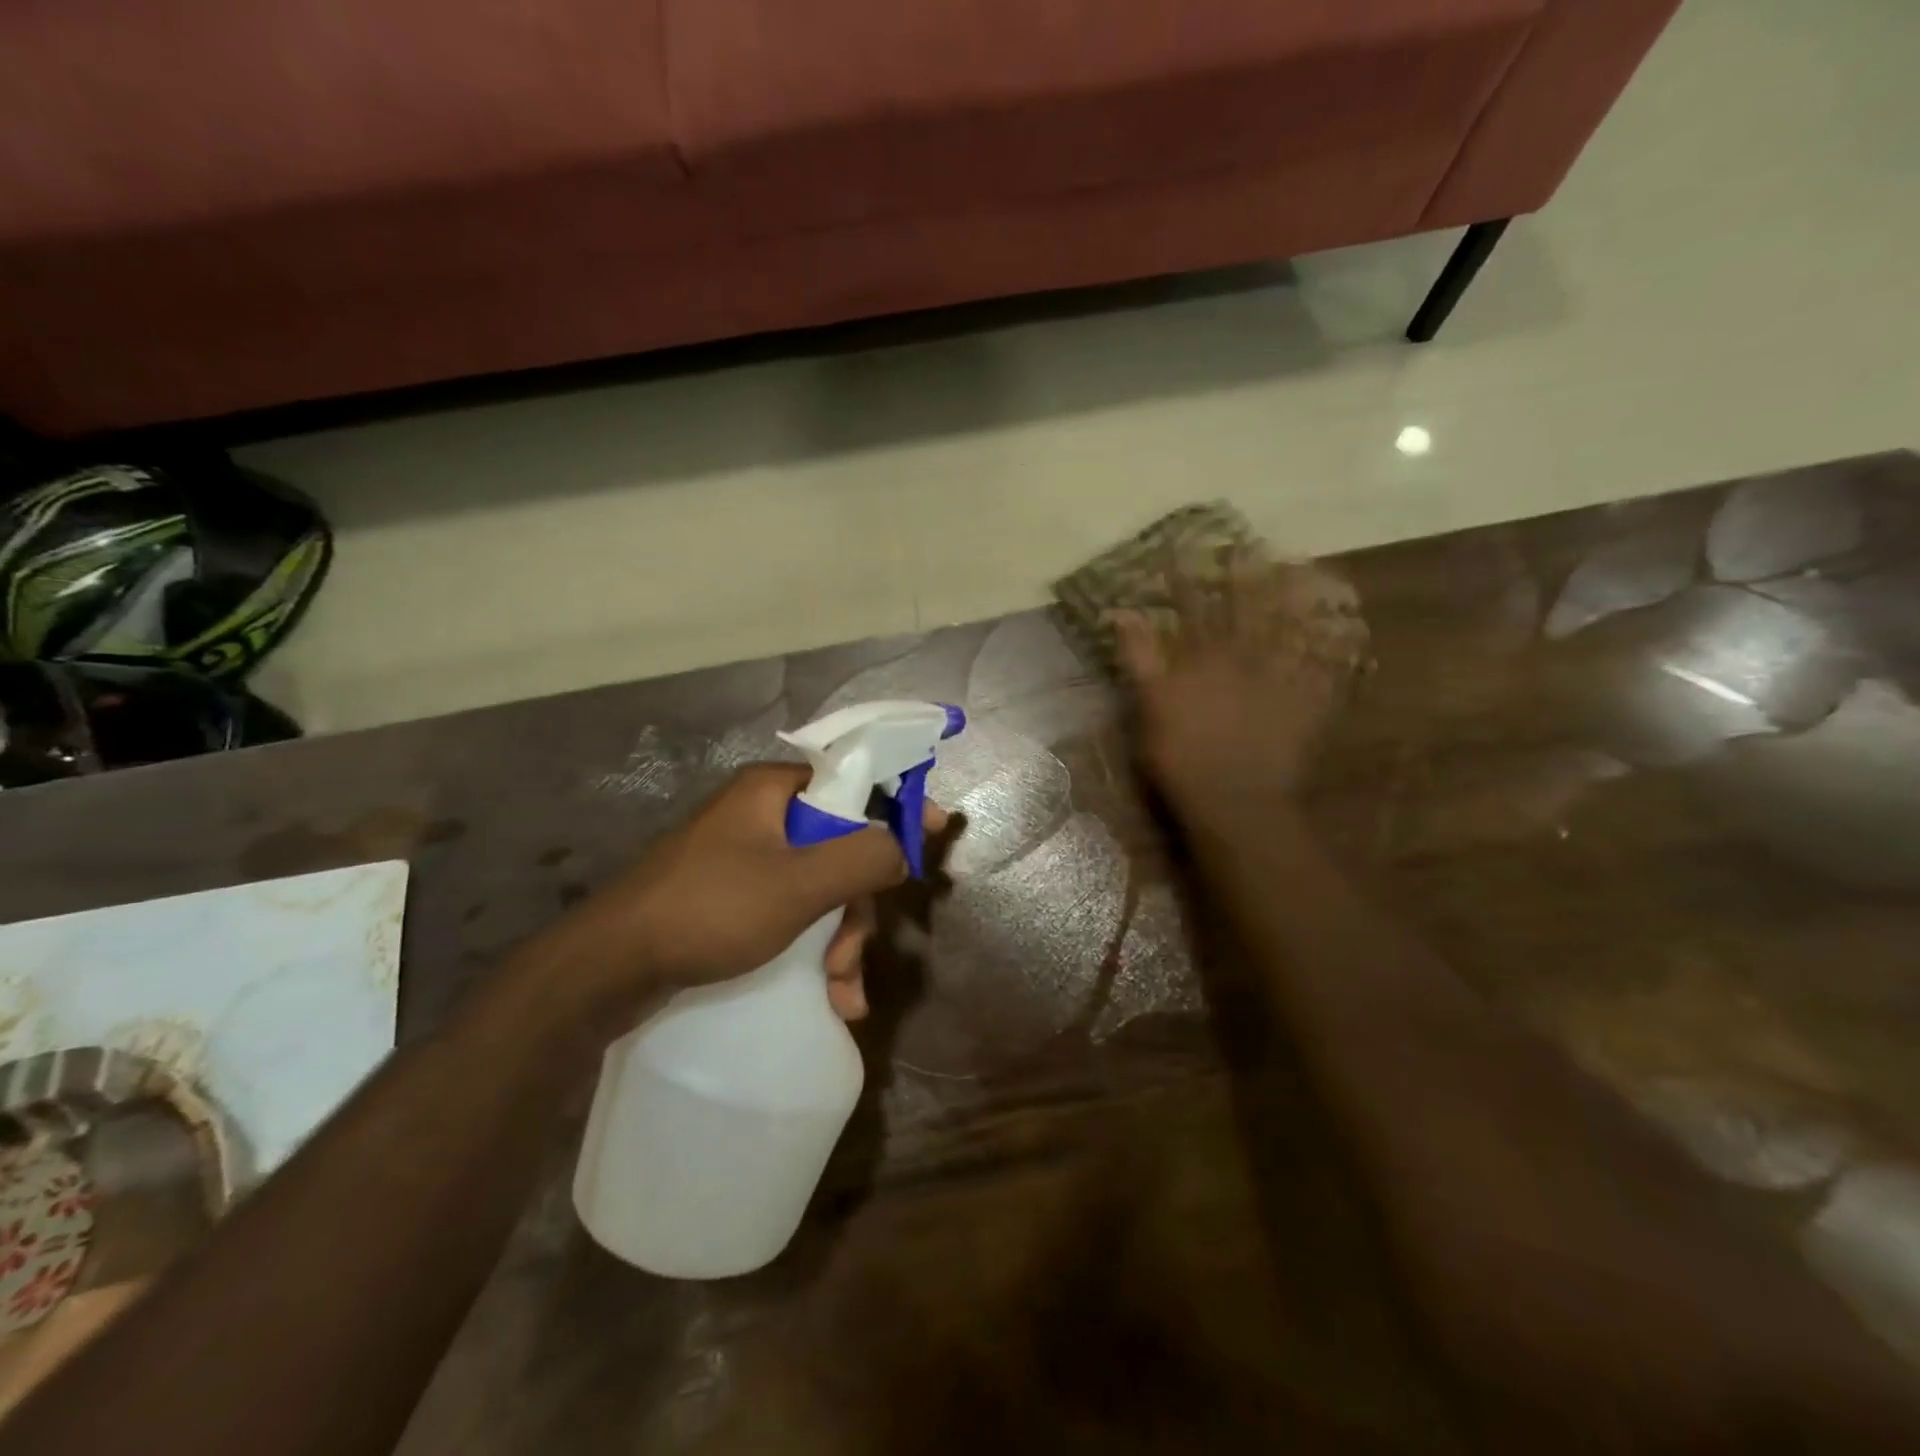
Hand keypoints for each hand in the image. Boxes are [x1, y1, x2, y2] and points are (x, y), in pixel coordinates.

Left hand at [541, 763, 945, 1025]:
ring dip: (839, 941)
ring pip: (819, 889)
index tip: (935, 834)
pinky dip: (813, 952)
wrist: (607, 970)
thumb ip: (863, 858)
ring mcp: (745, 862)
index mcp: (774, 793)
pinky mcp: (732, 901)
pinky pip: (792, 916)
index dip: (898, 805)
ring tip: (839, 991)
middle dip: (856, 907)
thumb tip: (904, 846)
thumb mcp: (798, 884)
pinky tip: (828, 999)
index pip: (854, 781)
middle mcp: (762, 818)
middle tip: (852, 954)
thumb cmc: (709, 910)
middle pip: (840, 847)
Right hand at [1113, 554, 1365, 811]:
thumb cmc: (1181, 755)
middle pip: (1246, 611)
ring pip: (1289, 632)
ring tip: (1302, 572)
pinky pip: (1323, 672)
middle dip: (1247, 578)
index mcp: (1202, 658)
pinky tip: (1345, 637)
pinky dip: (1334, 653)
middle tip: (1254, 547)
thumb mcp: (1148, 705)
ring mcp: (1277, 682)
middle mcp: (1243, 660)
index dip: (1185, 577)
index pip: (1191, 607)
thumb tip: (1122, 611)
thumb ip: (1138, 656)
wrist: (1235, 801)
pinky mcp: (1303, 707)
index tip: (1181, 547)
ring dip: (1293, 602)